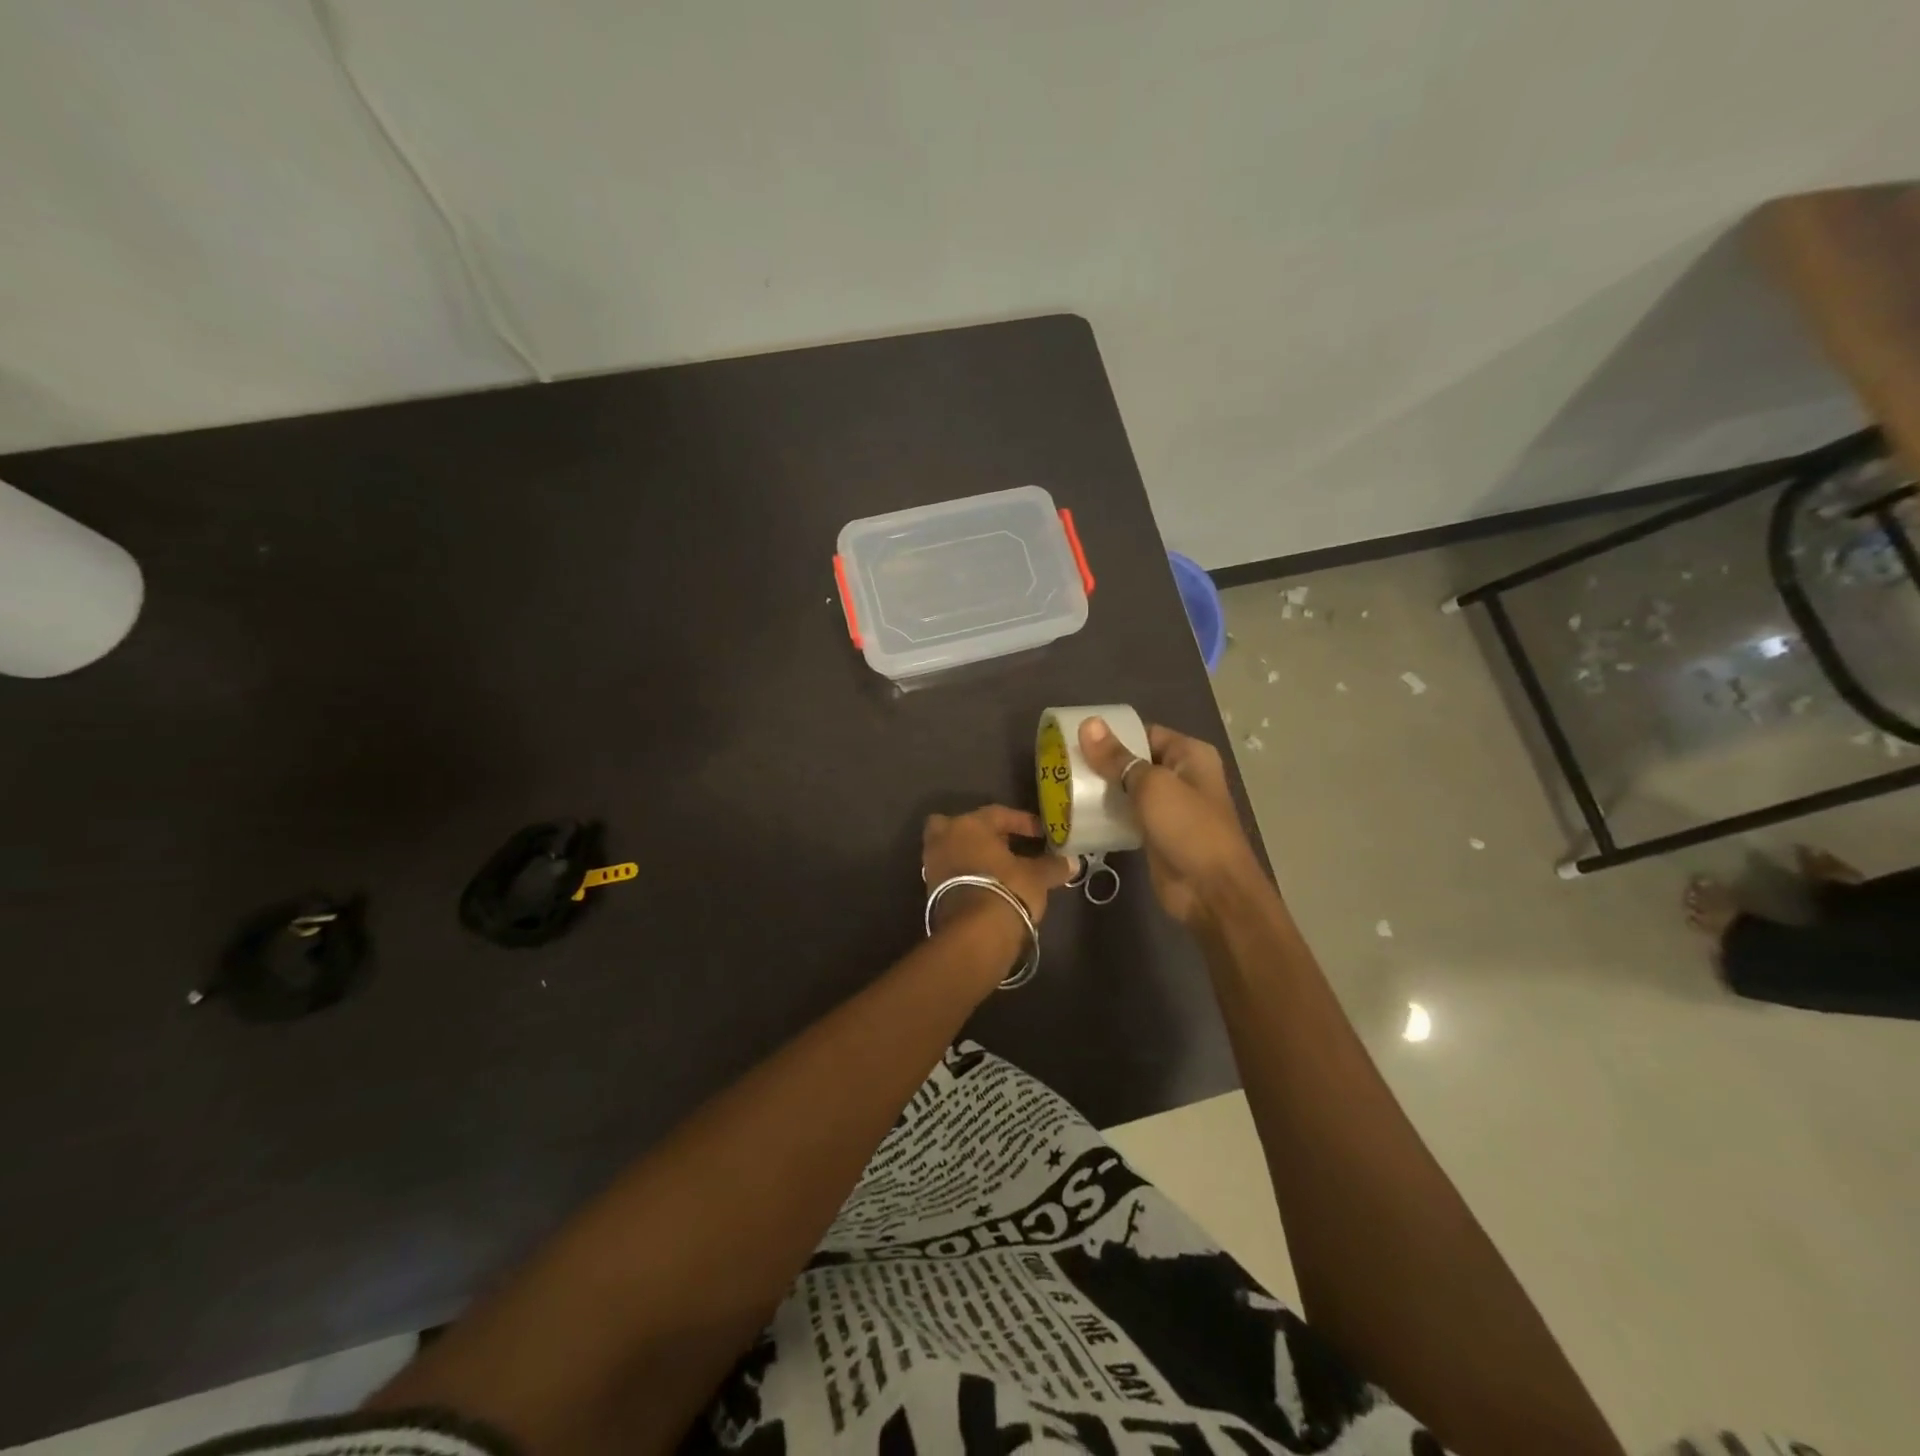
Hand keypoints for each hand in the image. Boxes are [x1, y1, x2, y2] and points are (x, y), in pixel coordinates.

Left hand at [922, 806, 1076, 923]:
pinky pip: (950, 872)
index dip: (1022, 822)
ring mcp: (932, 864)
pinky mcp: (929, 890)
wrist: (974, 934)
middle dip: (980, 833)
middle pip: (961, 826)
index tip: (1041, 833)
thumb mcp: (1036, 877)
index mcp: (968, 825)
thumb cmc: (1006, 890)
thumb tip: (1072, 862)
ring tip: (997, 868)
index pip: (998, 814)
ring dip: (971, 855)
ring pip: (952, 849)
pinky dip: (964, 874)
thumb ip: (1052, 866)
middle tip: (1004, 844)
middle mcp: (944, 838)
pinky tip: (985, 885)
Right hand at [1077, 718, 1261, 926]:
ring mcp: (1169, 807)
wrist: (1211, 891)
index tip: (1075, 736)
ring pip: (1129, 789)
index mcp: (1189, 755)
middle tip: (1062, 761)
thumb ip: (1117, 758)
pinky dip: (1108, 813)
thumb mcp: (1151, 786)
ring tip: (1063, 782)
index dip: (1112, 733)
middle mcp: (1181, 776)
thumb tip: (1088, 723)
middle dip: (1102, 761)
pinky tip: (1078, 811)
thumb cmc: (1188, 828)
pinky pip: (1127, 815)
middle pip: (1135, 760)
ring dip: (1102, 788)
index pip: (1145, 732)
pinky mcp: (1156, 833)